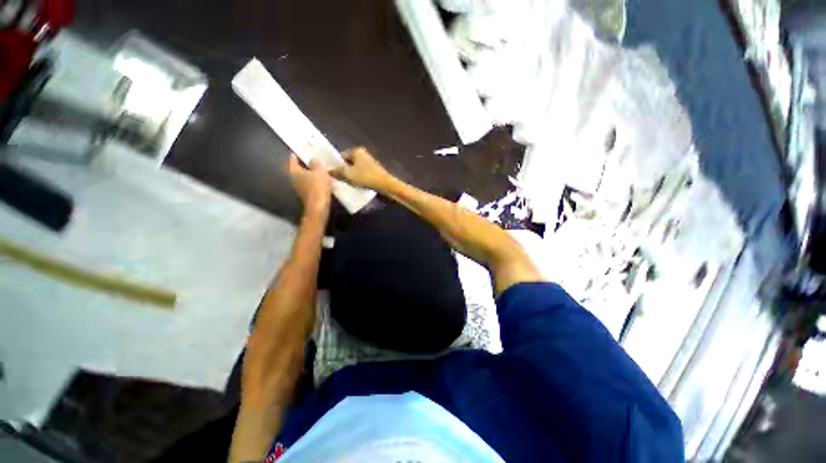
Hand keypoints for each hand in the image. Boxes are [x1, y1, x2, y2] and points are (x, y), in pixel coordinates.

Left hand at [286, 155, 331, 215]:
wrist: (318, 207)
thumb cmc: (318, 187)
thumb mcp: (320, 171)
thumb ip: (316, 163)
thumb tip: (312, 159)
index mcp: (293, 170)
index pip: (292, 157)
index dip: (299, 153)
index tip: (306, 150)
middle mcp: (292, 178)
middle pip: (297, 167)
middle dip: (304, 163)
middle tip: (314, 159)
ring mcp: (298, 187)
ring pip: (302, 175)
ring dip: (309, 172)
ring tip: (319, 169)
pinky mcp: (304, 193)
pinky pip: (307, 183)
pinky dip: (312, 180)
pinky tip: (321, 179)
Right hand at [332, 147, 391, 190]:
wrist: (385, 184)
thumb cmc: (365, 177)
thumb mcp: (348, 174)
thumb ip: (337, 171)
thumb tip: (327, 171)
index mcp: (356, 151)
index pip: (341, 156)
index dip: (336, 166)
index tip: (332, 175)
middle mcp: (363, 153)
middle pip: (348, 162)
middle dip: (344, 171)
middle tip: (339, 180)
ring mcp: (369, 162)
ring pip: (355, 168)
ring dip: (351, 175)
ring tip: (347, 183)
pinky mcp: (374, 170)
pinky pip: (362, 173)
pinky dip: (358, 178)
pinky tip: (356, 184)